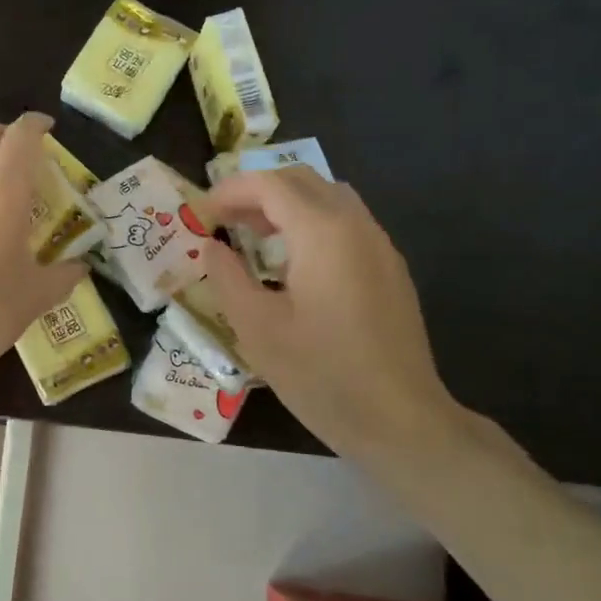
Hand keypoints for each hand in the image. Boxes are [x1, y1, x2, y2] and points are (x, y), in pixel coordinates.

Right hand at [202, 167, 472, 462]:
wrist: (399, 419)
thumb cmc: (320, 373)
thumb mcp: (257, 327)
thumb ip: (227, 277)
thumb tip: (211, 246)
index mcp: (322, 233)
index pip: (271, 185)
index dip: (231, 190)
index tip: (202, 212)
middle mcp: (356, 226)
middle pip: (303, 181)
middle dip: (258, 192)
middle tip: (224, 221)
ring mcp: (380, 246)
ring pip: (329, 199)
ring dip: (286, 206)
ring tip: (254, 237)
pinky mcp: (390, 270)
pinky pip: (346, 224)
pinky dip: (311, 224)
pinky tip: (293, 265)